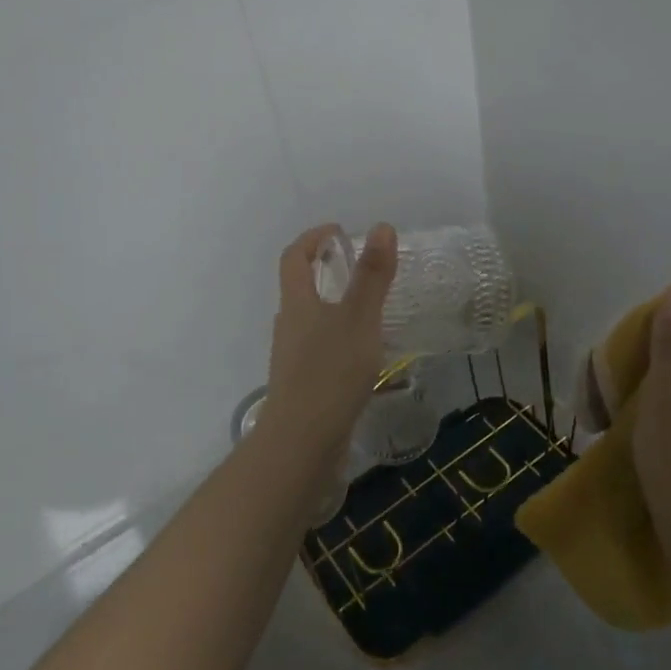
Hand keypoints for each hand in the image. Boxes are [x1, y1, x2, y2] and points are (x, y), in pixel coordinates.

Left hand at [257, 223, 397, 462]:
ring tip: (370, 310)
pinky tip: (364, 355)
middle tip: (360, 269)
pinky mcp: (304, 385)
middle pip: (300, 288)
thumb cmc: (330, 372)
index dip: (313, 239)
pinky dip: (339, 339)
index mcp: (297, 303)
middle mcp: (289, 326)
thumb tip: (381, 228)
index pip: (294, 257)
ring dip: (334, 307)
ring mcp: (293, 358)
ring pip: (311, 321)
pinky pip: (320, 349)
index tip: (340, 233)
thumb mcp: (359, 318)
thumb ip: (372, 276)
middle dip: (325, 272)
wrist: (303, 441)